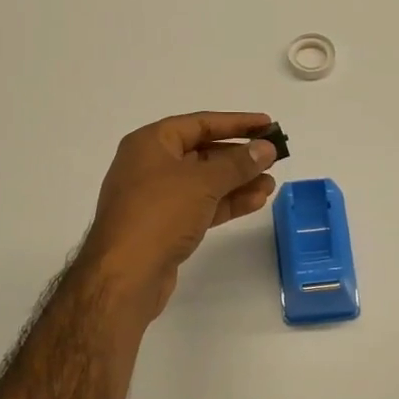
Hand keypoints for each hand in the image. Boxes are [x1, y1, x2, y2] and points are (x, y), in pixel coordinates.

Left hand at [78, 112, 280, 322]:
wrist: (125, 276)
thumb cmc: (160, 214)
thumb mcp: (203, 182)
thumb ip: (238, 163)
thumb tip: (266, 148)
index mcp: (150, 143)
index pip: (200, 123)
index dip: (236, 122)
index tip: (267, 124)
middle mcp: (150, 165)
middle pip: (202, 152)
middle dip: (239, 157)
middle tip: (273, 158)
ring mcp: (156, 197)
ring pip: (204, 182)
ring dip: (237, 182)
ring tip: (271, 184)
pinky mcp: (164, 226)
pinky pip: (200, 205)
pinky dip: (225, 202)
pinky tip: (255, 202)